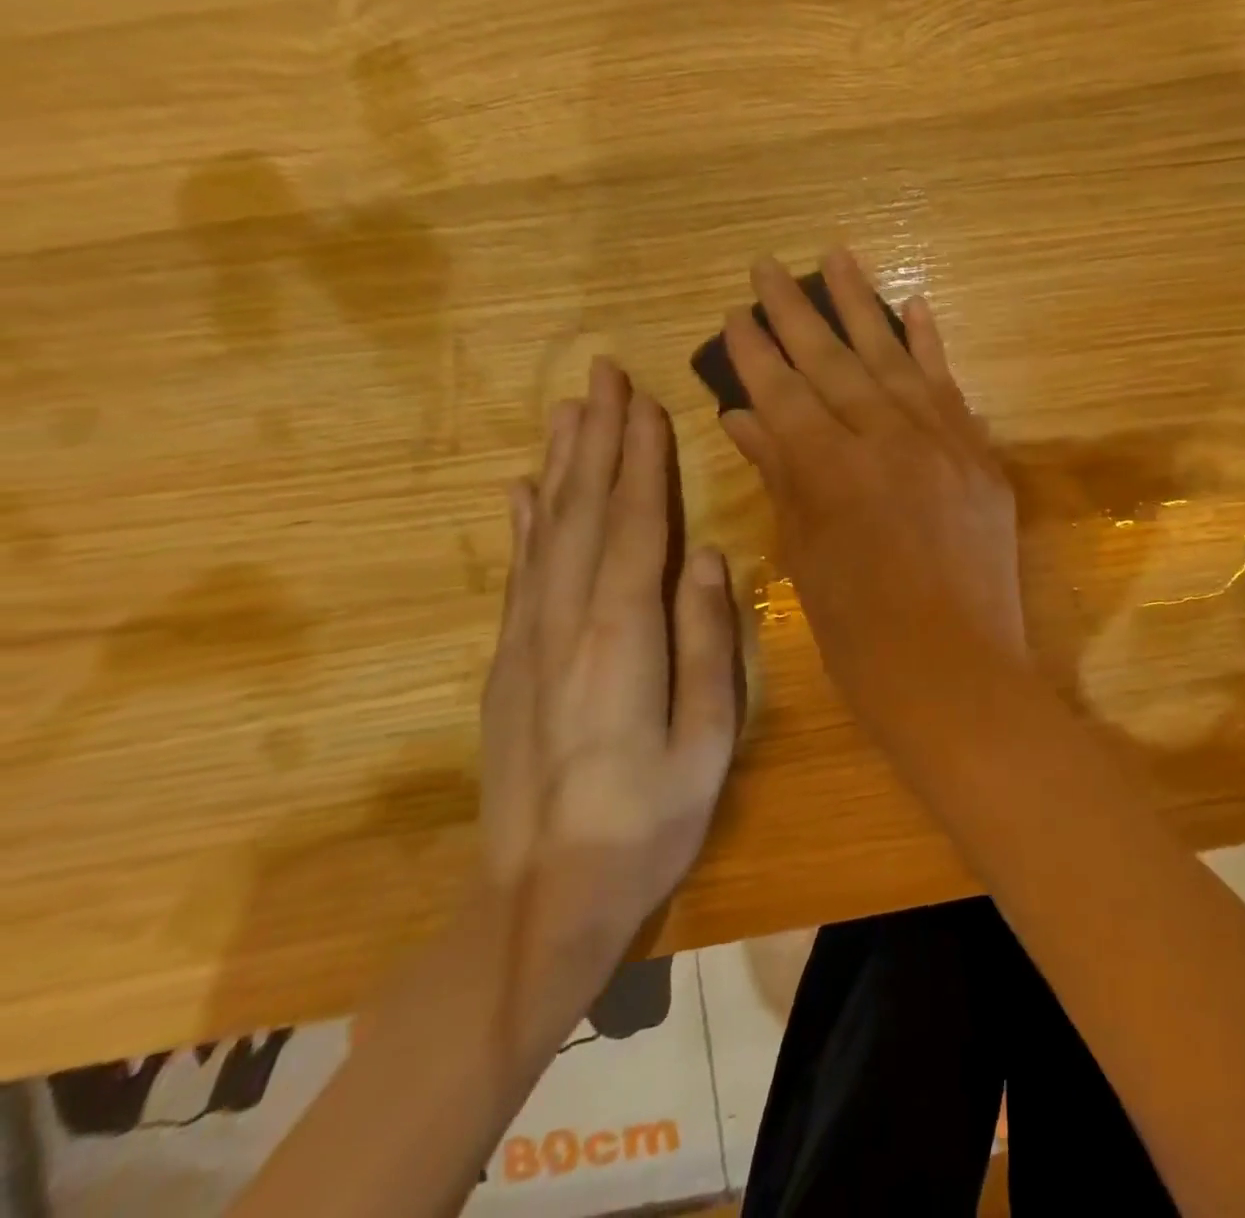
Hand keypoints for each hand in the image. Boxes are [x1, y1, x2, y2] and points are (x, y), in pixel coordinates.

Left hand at [480, 358, 739, 992]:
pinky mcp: (508, 665)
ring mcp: (527, 642)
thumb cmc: (649, 822)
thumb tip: (704, 557)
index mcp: (621, 637)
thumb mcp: (706, 740)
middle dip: (598, 439)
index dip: (641, 460)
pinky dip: (525, 524)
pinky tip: (524, 491)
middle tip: (604, 376)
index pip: (636, 525)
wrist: (543, 899)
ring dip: (562, 465)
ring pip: (547, 532)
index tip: (646, 402)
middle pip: (585, 512)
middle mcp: (565, 623)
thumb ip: (704, 642)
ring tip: (569, 410)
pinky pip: (520, 575)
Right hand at [719, 251, 1025, 740]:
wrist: (956, 674)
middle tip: (768, 266)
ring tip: (840, 255)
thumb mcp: (805, 559)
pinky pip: (952, 389)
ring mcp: (943, 444)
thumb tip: (745, 419)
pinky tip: (915, 306)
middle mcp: (887, 440)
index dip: (755, 353)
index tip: (733, 314)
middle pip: (834, 362)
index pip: (784, 393)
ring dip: (865, 306)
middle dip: (797, 312)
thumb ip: (781, 479)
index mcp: (831, 471)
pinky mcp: (981, 458)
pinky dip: (931, 347)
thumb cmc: (862, 636)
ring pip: (895, 360)